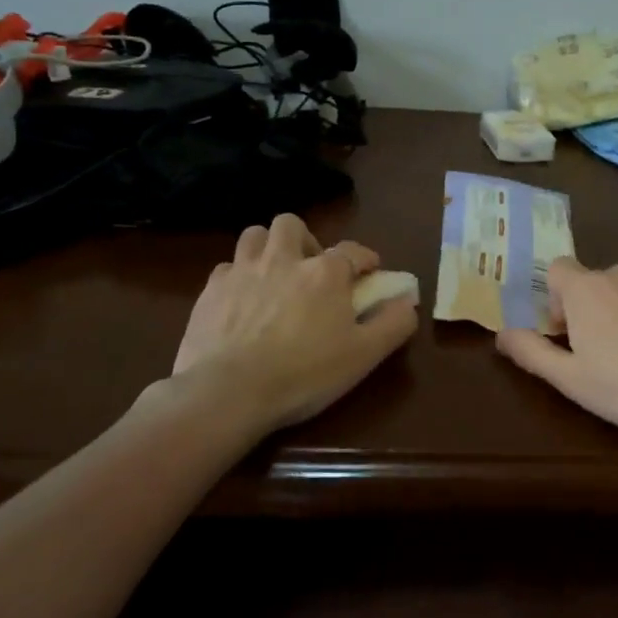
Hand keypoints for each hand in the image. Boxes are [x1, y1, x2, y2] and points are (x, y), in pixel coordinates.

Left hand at [170, 214, 416, 436]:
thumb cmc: (304, 373)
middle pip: (292, 225)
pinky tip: (241, 300)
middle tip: (309, 269)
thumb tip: (407, 302)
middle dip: (305, 240)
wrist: (228, 392)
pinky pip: (226, 267)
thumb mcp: (364, 355)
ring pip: (254, 235)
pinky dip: (237, 277)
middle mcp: (283, 259)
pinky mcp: (210, 290)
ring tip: (273, 275)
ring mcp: (242, 271)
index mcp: (325, 272)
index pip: (353, 251)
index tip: (369, 272)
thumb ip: (393, 324)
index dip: (365, 259)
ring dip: (267, 247)